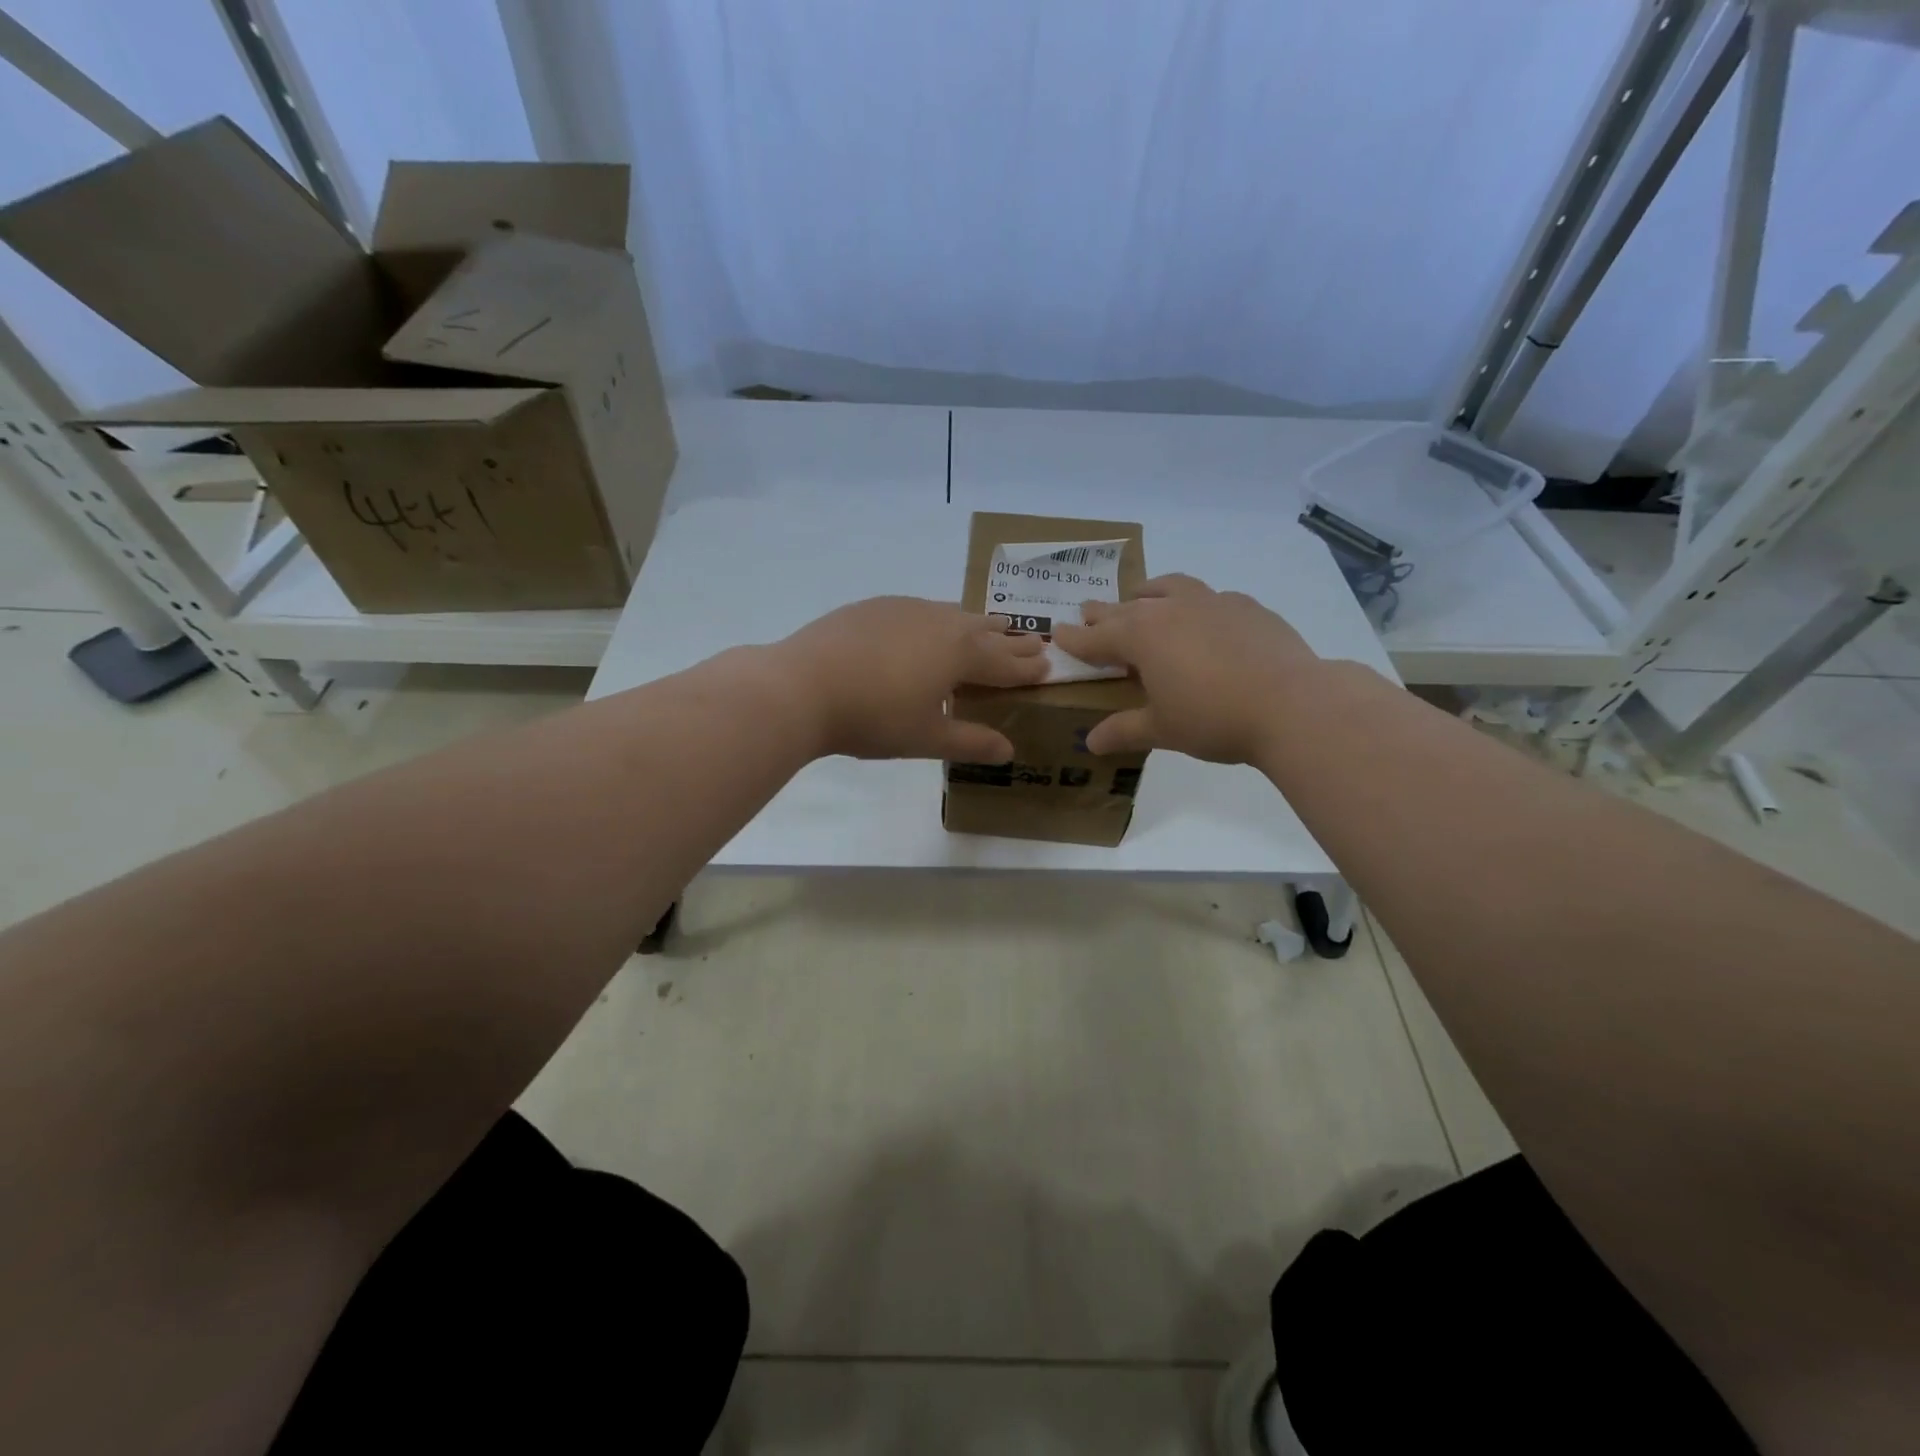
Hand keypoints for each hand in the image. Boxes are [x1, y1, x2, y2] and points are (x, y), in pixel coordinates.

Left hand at [775, 596, 1048, 761]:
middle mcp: (940, 623)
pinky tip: (928, 624)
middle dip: (1011, 640)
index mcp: (960, 654)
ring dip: (977, 624)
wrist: (802, 685)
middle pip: (985, 632)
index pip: (1004, 663)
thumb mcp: (925, 738)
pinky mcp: (875, 607)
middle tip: (1033, 641)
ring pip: (954, 614)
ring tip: (990, 626)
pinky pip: (921, 609)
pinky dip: (938, 619)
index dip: (1027, 668)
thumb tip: (1008, 750)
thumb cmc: (873, 717)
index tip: (1048, 666)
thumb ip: (970, 742)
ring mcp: (906, 609)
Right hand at [1050, 574, 1319, 762]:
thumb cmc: (1213, 718)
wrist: (1292, 704)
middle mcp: (1171, 610)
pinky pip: (1210, 598)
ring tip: (1143, 596)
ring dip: (1149, 592)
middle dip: (1103, 612)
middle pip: (1126, 607)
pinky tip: (1204, 620)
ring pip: (1169, 588)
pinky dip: (1195, 605)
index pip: (1096, 637)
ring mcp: (1211, 602)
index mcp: (1141, 637)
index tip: (1057, 634)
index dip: (1075, 639)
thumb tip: (1091, 743)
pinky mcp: (1247, 607)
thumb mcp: (1162, 729)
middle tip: (1088, 611)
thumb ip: (1124, 731)